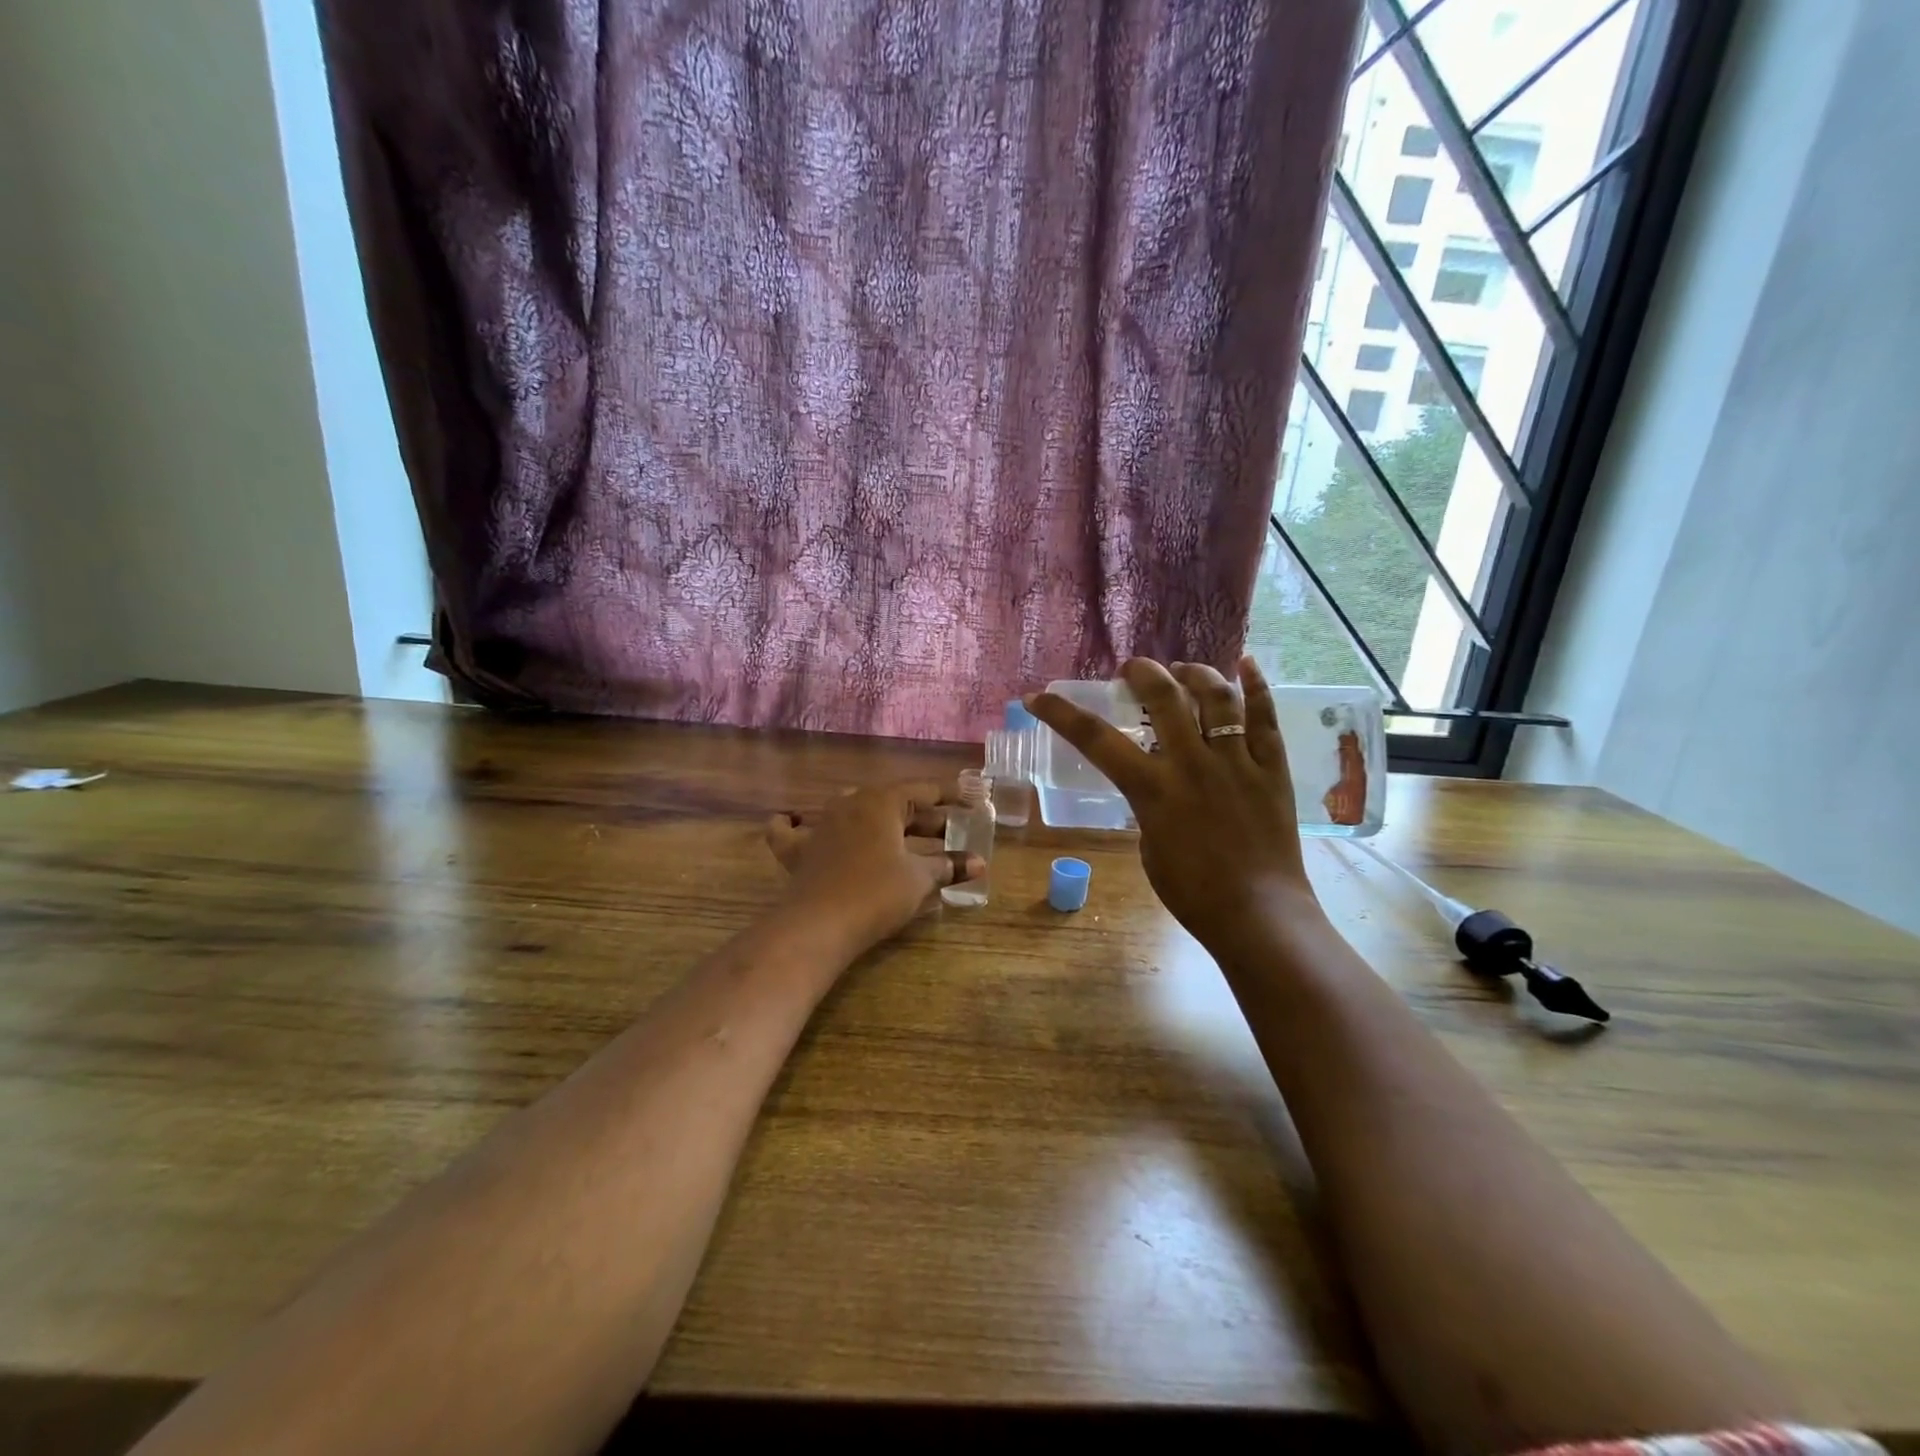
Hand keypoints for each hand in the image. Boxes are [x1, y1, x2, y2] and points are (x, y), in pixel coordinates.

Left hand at [765, 781, 983, 956]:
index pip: (924, 790)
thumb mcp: (919, 878)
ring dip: (877, 820)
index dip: (951, 795)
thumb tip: (979, 863)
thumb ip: (949, 866)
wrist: (819, 925)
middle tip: (949, 832)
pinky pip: (792, 830)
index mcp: (881, 801)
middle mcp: (849, 803)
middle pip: (892, 803)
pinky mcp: (798, 851)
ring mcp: (820, 825)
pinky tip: (795, 821)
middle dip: (922, 817)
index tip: (972, 800)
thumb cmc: (877, 893)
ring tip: (897, 832)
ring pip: (851, 810)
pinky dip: (795, 825)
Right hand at [1026, 657, 1325, 957]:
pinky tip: (1246, 663)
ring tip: (1183, 670)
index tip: (1038, 697)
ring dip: (1195, 673)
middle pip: (1164, 697)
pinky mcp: (1272, 768)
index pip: (1095, 739)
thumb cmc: (1192, 892)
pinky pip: (1266, 718)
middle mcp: (1193, 764)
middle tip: (1133, 671)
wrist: (1258, 915)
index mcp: (1153, 789)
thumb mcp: (1149, 846)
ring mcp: (1237, 762)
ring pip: (1217, 697)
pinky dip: (1257, 686)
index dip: (1060, 714)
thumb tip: (1157, 783)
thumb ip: (1148, 805)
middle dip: (1142, 672)